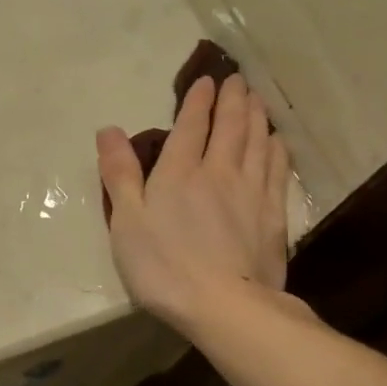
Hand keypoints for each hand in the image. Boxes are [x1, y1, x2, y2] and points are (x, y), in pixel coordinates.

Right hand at [97, 74, 291, 335]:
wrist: (224, 305)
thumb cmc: (163, 266)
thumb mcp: (126, 222)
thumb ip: (119, 174)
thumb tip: (109, 130)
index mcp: (179, 172)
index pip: (191, 125)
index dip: (198, 100)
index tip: (206, 81)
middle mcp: (219, 171)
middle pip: (230, 126)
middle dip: (233, 99)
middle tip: (237, 80)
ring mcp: (251, 192)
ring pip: (257, 142)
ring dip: (257, 116)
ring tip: (257, 100)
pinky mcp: (273, 215)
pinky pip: (277, 170)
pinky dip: (276, 150)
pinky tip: (277, 142)